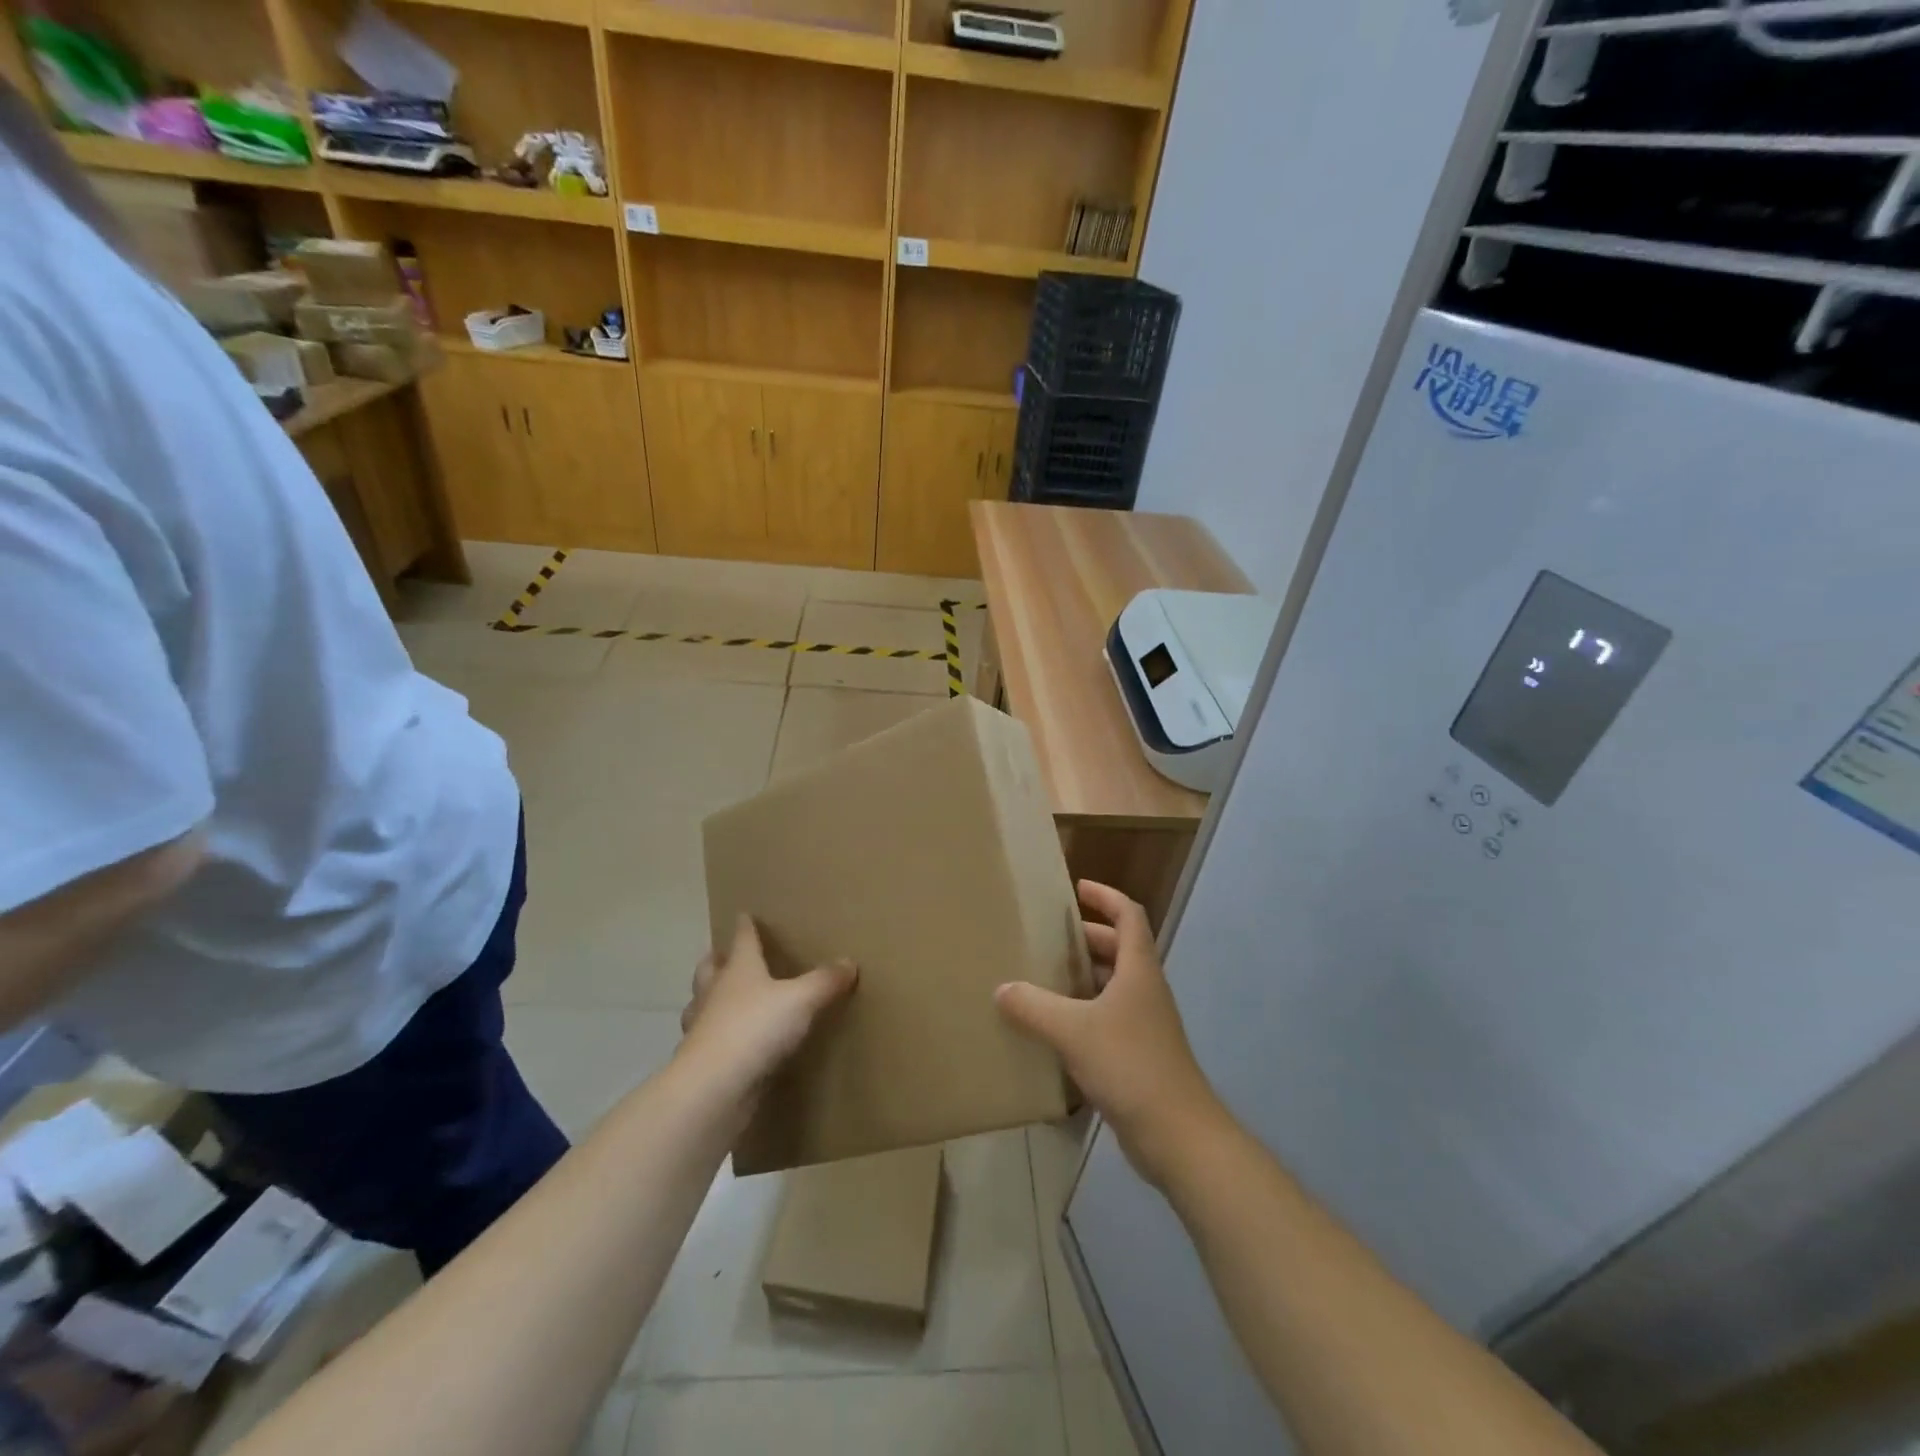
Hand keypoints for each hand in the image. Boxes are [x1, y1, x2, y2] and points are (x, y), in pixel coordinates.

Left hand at [678, 916, 856, 1110]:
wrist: (713, 1088)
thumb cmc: (756, 1028)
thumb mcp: (801, 1000)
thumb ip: (825, 981)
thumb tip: (849, 962)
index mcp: (739, 970)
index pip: (743, 940)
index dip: (745, 927)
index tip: (743, 914)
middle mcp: (716, 993)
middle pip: (710, 969)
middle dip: (717, 960)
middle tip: (722, 955)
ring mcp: (703, 1029)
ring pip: (700, 1005)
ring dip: (707, 999)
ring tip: (720, 999)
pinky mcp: (701, 1063)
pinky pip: (706, 1042)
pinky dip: (714, 1038)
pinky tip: (728, 1045)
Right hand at [994, 881, 1224, 1184]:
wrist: (1177, 1134)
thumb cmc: (1129, 1065)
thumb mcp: (1072, 1030)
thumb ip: (1033, 1007)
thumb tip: (1002, 989)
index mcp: (1138, 970)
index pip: (1129, 915)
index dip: (1106, 896)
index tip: (1078, 888)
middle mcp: (1146, 990)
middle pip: (1120, 948)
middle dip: (1089, 937)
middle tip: (1050, 937)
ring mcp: (1146, 1024)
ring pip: (1114, 985)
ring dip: (1085, 976)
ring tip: (1046, 977)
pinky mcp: (1140, 1055)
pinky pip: (1109, 1018)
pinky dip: (1085, 1012)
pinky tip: (1056, 1028)